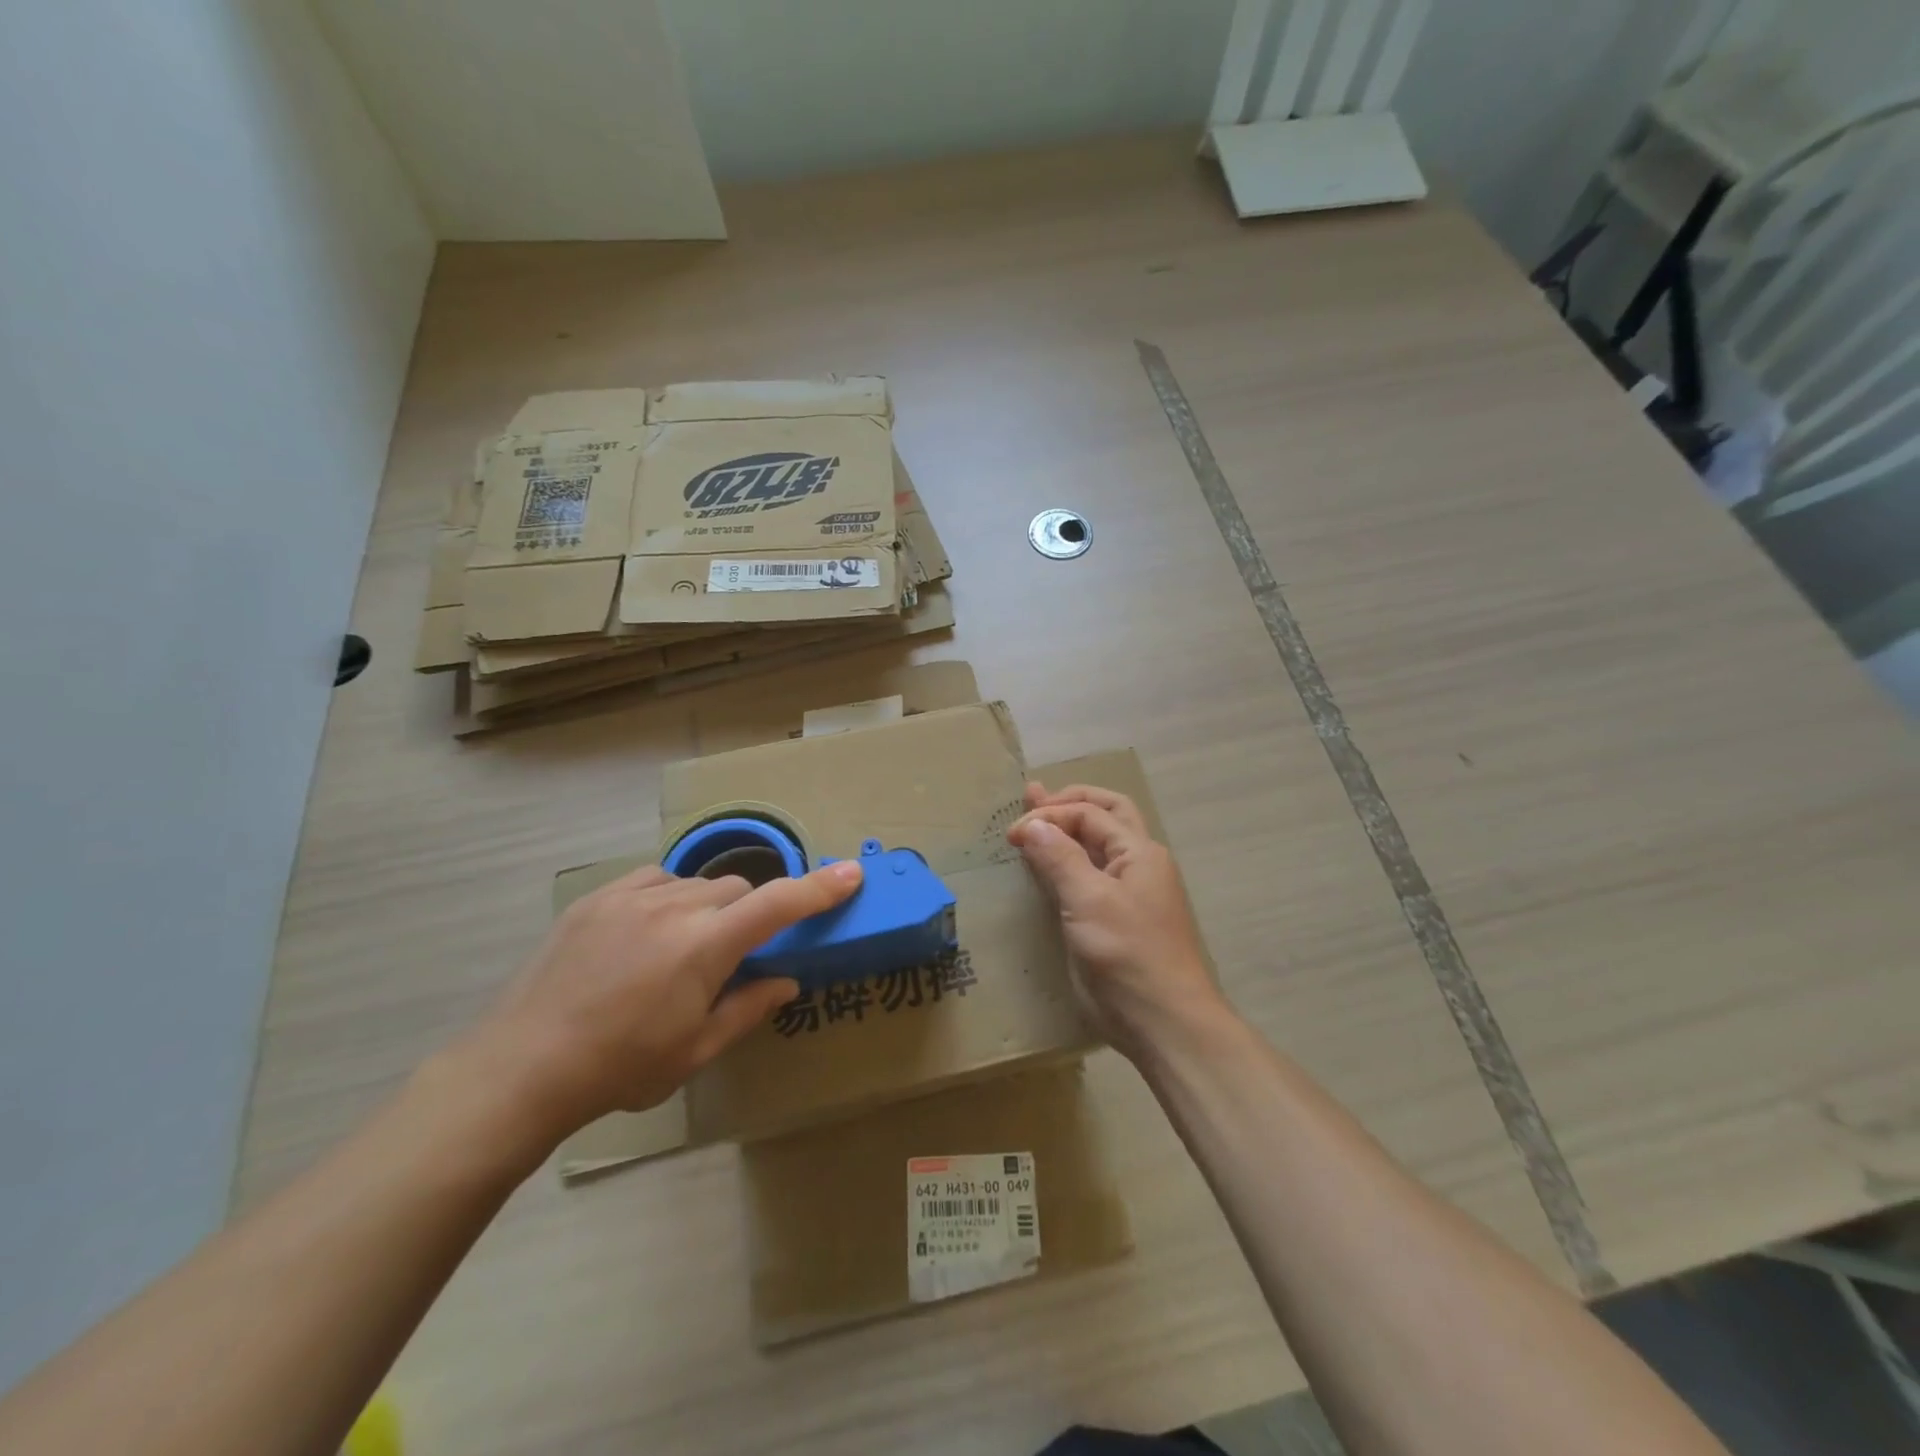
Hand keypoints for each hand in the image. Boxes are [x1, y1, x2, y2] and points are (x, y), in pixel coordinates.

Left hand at [462, 860, 862, 1139]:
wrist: (521, 1067)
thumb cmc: (619, 1068)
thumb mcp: (695, 1051)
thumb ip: (748, 1008)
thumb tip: (787, 981)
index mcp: (704, 948)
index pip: (777, 905)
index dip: (819, 888)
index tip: (851, 872)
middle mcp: (673, 908)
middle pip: (737, 890)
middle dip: (747, 915)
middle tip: (727, 957)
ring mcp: (631, 897)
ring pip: (696, 883)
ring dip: (707, 907)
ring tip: (681, 949)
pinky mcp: (598, 897)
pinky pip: (655, 879)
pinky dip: (669, 897)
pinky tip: (648, 931)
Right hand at [1008, 784, 1224, 1058]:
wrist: (1164, 1022)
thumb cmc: (1128, 955)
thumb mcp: (1089, 901)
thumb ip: (1059, 858)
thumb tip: (1033, 823)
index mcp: (1139, 852)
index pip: (1089, 813)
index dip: (1050, 814)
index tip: (1013, 834)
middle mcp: (1137, 864)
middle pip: (1103, 816)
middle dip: (1067, 803)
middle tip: (1031, 798)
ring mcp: (1130, 892)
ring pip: (1097, 846)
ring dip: (1067, 829)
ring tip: (1036, 816)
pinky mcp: (1116, 920)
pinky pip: (1090, 877)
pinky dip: (1067, 862)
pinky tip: (1049, 865)